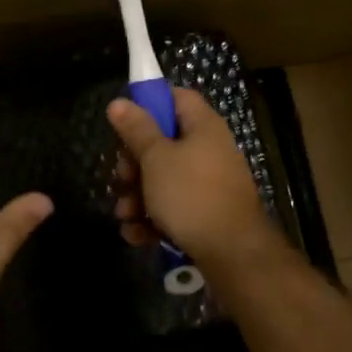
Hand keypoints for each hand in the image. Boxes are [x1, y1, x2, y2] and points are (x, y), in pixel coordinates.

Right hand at [107, 87, 273, 265]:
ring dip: (137, 196)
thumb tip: (119, 101)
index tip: (125, 123)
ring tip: (125, 214)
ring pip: (163, 180)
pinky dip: (153, 219)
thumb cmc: (191, 195)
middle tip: (121, 178)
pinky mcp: (206, 214)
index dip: (150, 104)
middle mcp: (209, 150)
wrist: (232, 254)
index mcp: (203, 126)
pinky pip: (173, 208)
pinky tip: (137, 235)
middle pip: (163, 143)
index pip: (177, 97)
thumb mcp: (156, 158)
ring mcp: (209, 184)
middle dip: (134, 163)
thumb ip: (136, 129)